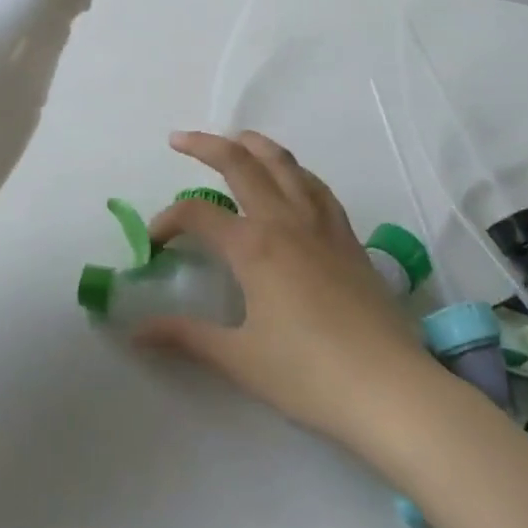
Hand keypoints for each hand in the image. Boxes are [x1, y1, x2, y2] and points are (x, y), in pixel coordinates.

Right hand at [139, 129, 433, 449]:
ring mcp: (321, 224)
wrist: (389, 388)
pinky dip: (294, 171)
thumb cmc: (309, 375)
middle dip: (206, 145)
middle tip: (180, 139)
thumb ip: (186, 336)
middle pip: (241, 164)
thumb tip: (137, 332)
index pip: (198, 215)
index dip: (168, 220)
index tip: (154, 242)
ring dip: (255, 145)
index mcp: (254, 246)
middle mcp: (285, 220)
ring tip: (235, 140)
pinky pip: (316, 186)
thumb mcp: (239, 358)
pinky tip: (291, 179)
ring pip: (285, 164)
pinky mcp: (347, 237)